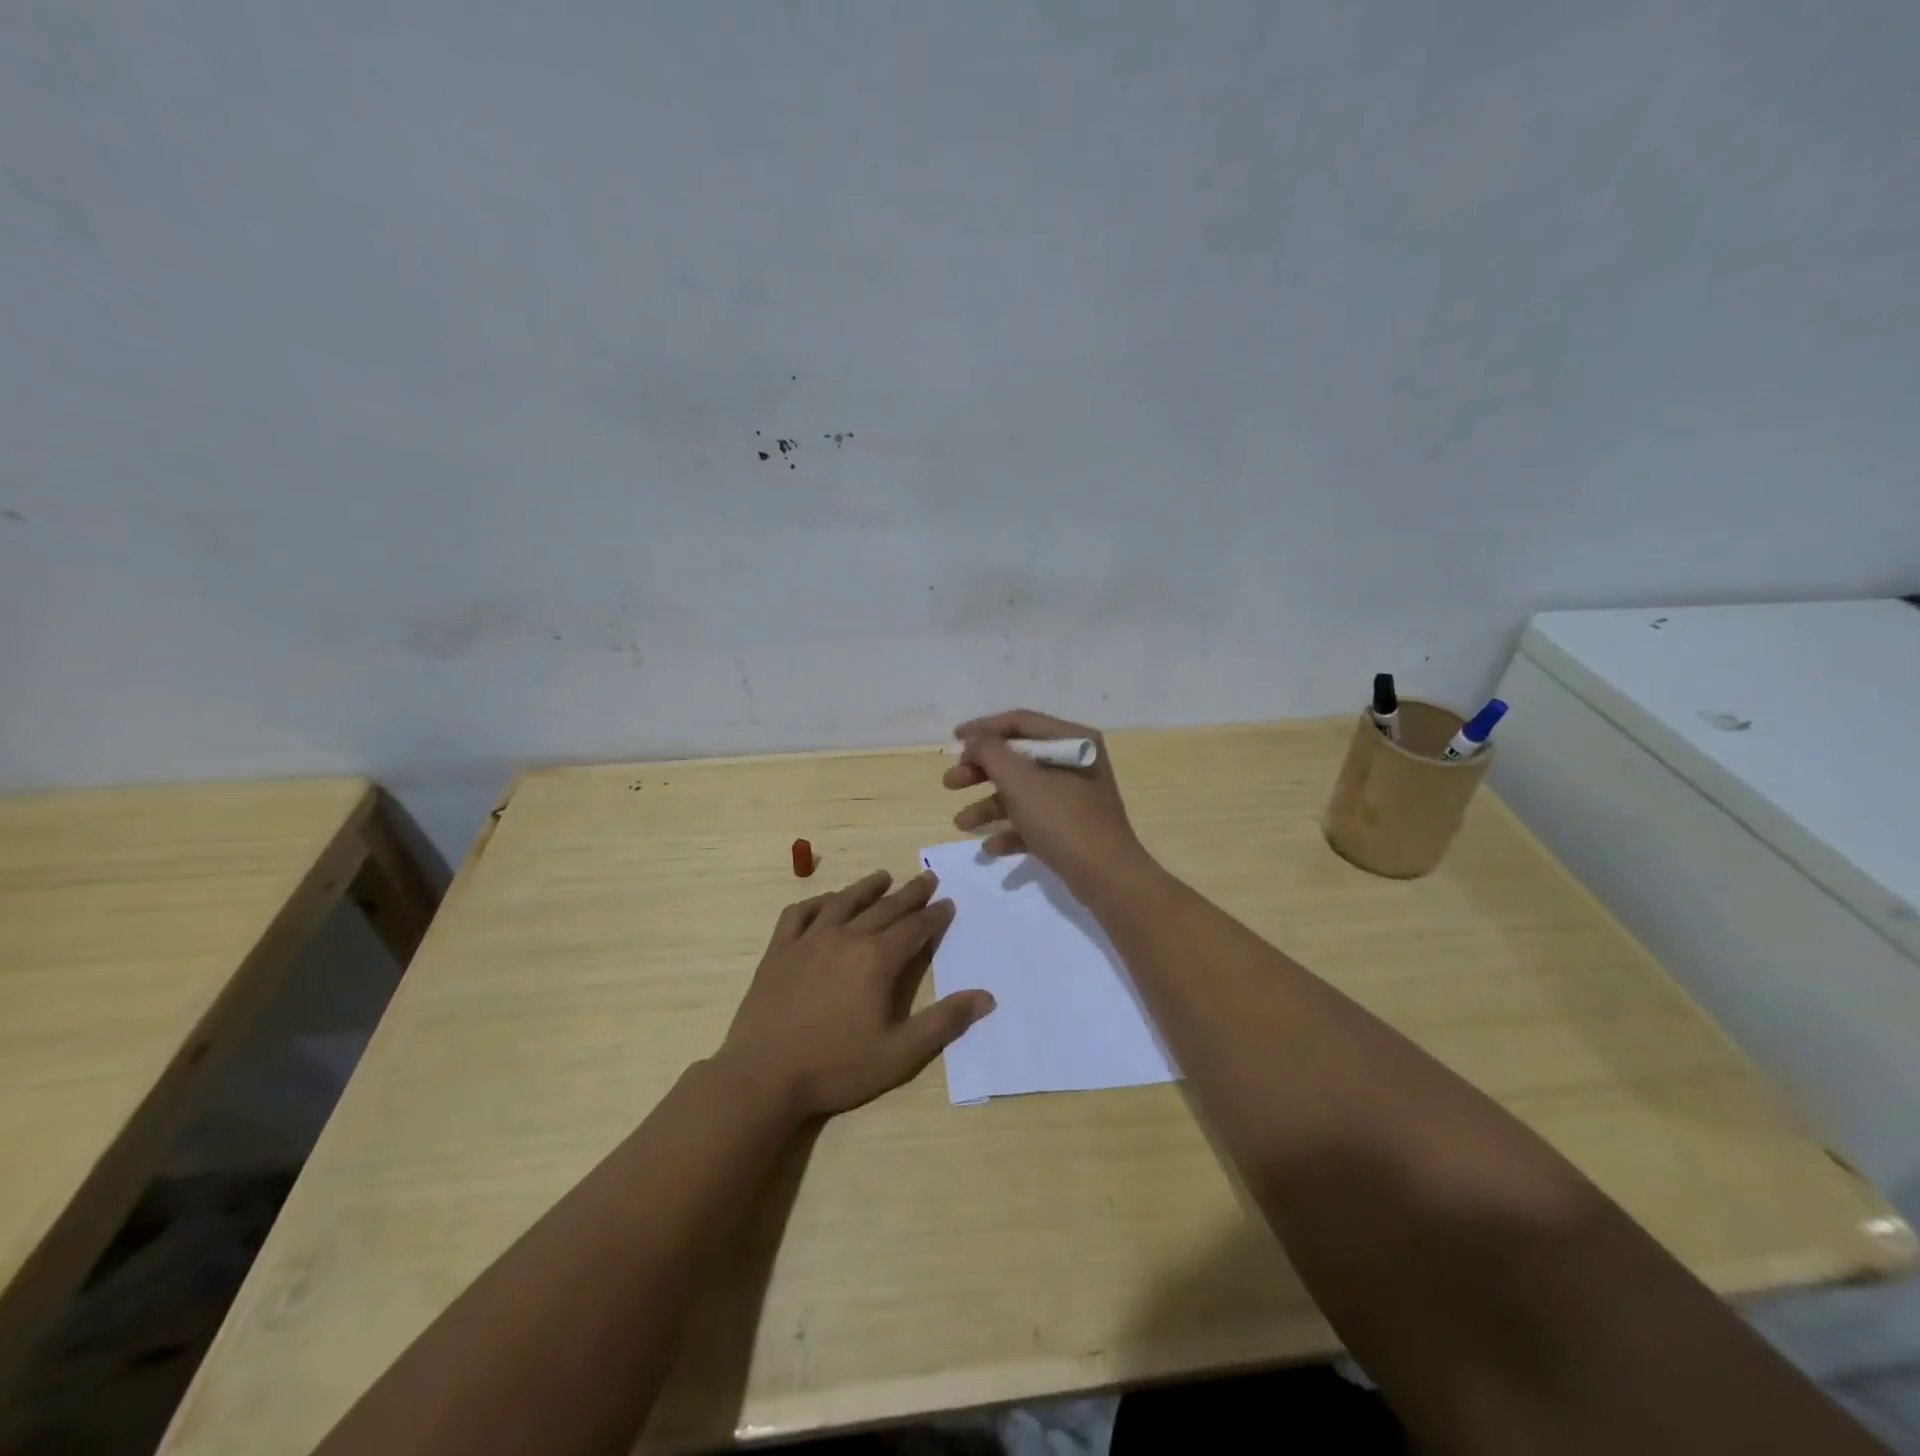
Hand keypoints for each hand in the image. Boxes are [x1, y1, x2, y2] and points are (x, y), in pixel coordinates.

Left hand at [717, 869, 994, 1119]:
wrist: (763, 1077)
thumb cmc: (836, 1067)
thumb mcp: (900, 1054)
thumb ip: (944, 1022)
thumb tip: (986, 997)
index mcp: (876, 959)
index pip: (914, 927)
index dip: (934, 915)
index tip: (947, 902)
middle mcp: (845, 937)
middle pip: (884, 908)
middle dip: (910, 893)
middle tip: (927, 878)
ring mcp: (808, 940)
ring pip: (844, 902)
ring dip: (867, 887)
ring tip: (884, 877)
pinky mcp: (779, 950)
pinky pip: (800, 913)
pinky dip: (817, 902)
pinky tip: (826, 902)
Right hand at [943, 708, 1153, 897]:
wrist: (1107, 877)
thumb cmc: (1063, 820)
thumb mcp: (1020, 781)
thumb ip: (991, 753)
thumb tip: (975, 742)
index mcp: (1072, 740)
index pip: (1020, 722)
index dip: (983, 728)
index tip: (953, 740)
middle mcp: (1074, 762)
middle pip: (1017, 758)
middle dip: (980, 772)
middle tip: (950, 783)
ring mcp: (1074, 796)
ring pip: (1022, 792)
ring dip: (988, 806)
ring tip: (960, 824)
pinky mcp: (1071, 827)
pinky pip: (1034, 820)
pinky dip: (1010, 830)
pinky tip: (990, 847)